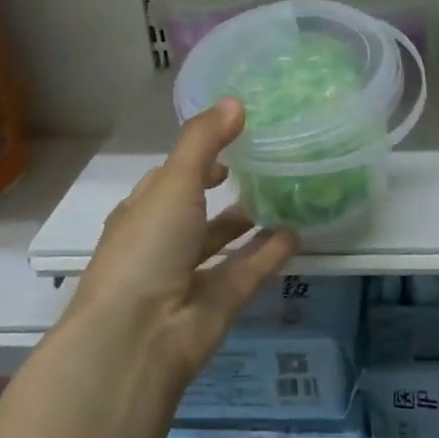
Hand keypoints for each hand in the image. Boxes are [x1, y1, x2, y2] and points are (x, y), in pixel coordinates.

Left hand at [68, 100, 296, 386]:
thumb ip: (205, 142)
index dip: (198, 157)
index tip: (234, 136)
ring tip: (286, 193)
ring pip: (224, 242)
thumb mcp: (173, 183)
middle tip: (266, 162)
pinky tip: (298, 233)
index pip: (169, 178)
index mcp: (142, 212)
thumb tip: (235, 101)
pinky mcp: (219, 301)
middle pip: (197, 210)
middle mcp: (163, 242)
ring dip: (249, 221)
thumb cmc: (147, 247)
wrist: (140, 336)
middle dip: (224, 189)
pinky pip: (249, 269)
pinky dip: (270, 252)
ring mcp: (191, 275)